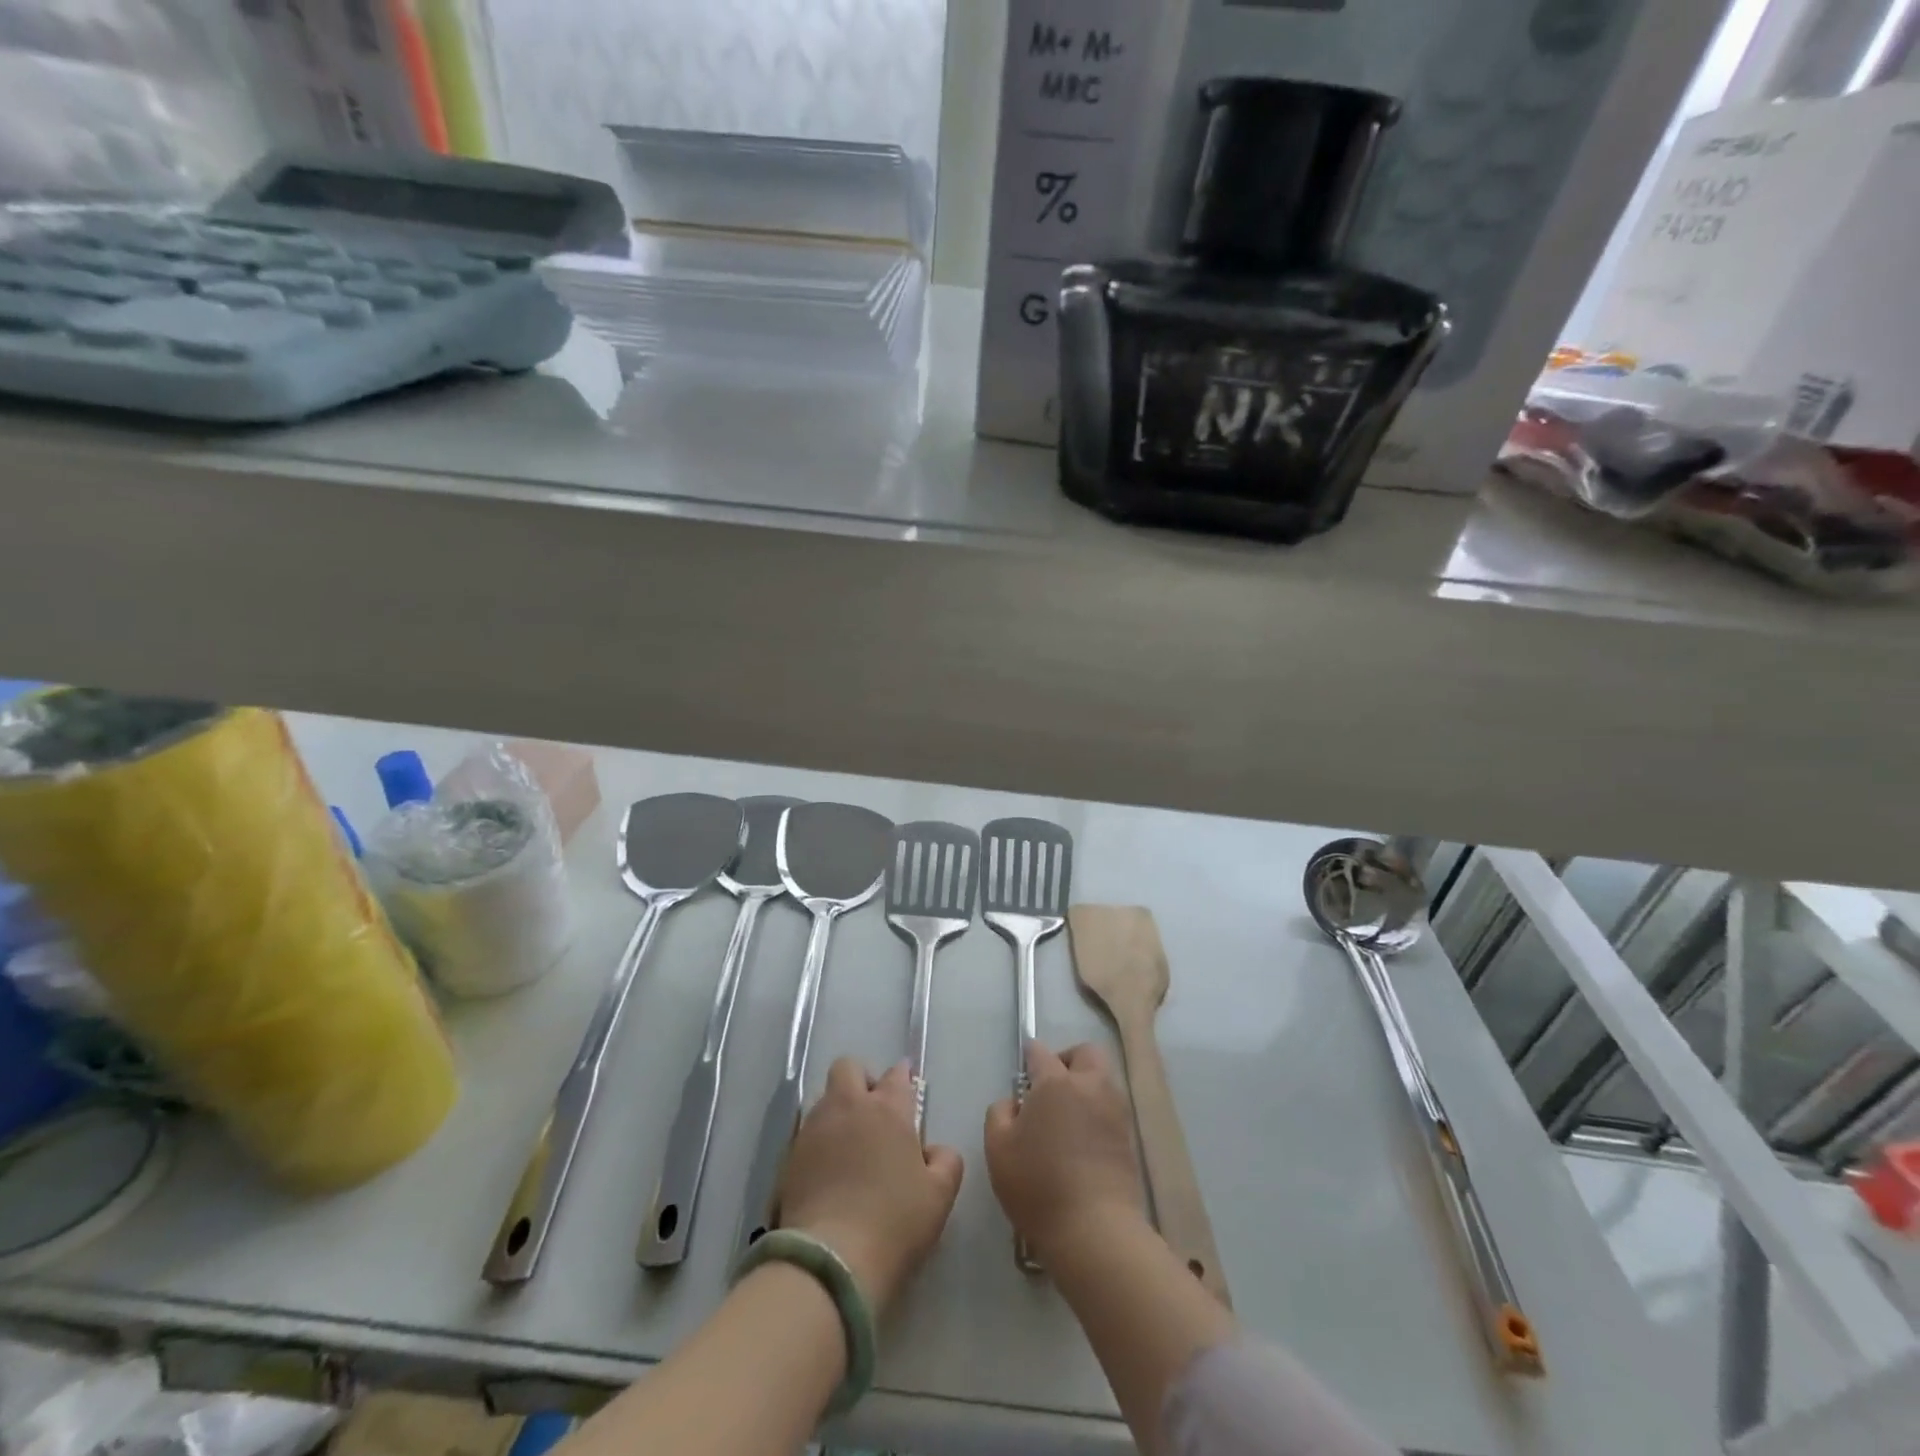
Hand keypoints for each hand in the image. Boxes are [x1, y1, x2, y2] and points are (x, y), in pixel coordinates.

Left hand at [777, 1058, 964, 1313]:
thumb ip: (945, 1161)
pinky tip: (827, 1169)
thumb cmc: (894, 1223)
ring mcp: (814, 1128)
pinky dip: (819, 1140)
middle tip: (873, 1111)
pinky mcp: (790, 1156)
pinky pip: (807, 1132)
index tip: (906, 1092)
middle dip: (861, 1079)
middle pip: (849, 1067)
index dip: (903, 1079)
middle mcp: (849, 1106)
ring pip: (825, 1097)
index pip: (896, 1076)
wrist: (831, 1260)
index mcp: (888, 1109)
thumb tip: (933, 1150)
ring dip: (838, 1109)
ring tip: (849, 1143)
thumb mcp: (939, 1196)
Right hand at [985, 1042, 1146, 1266]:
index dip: (1030, 1056)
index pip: (1040, 1052)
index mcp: (1055, 1082)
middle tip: (1050, 1087)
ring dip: (1086, 1085)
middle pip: (1084, 1053)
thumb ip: (999, 1113)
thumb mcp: (998, 1148)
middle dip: (1067, 1060)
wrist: (1095, 1230)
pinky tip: (1082, 1139)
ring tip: (1067, 1116)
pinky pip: (1111, 1108)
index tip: (1024, 1069)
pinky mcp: (1129, 1137)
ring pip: (1103, 1079)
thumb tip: (1015, 1102)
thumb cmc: (1038, 1184)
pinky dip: (1097, 1112)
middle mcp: (1090, 1086)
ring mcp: (1114, 1110)